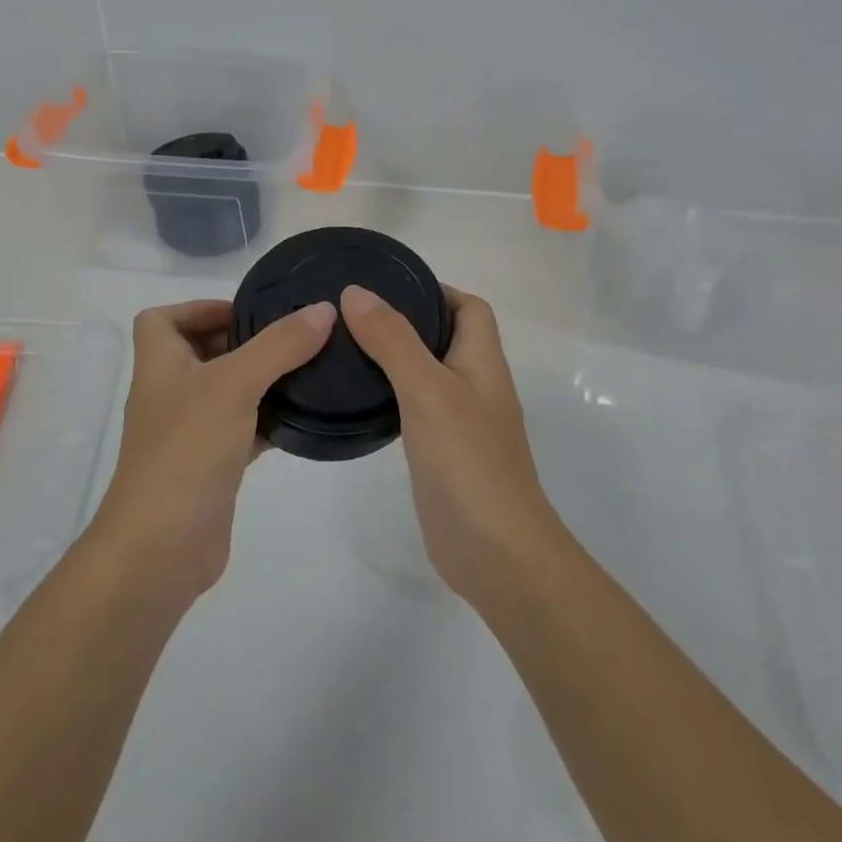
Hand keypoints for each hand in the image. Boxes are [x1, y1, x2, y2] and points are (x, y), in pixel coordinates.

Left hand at [90, 298, 335, 599]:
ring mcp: (190, 432)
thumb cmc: (187, 450)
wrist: (162, 548)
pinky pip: (242, 429)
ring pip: (226, 392)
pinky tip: (302, 418)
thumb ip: (279, 345)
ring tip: (307, 369)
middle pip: (200, 351)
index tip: (247, 312)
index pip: (163, 319)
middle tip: (291, 337)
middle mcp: (170, 393)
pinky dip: (267, 420)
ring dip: (260, 379)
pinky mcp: (211, 466)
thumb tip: (323, 309)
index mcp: (160, 364)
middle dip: (242, 341)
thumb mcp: (234, 385)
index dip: (199, 307)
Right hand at [340, 284, 562, 607]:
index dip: (436, 290)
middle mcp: (476, 386)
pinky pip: (415, 409)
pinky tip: (359, 400)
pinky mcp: (442, 454)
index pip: (469, 308)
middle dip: (404, 321)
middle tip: (351, 316)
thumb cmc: (468, 463)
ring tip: (345, 349)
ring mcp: (460, 423)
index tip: (386, 287)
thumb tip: (356, 292)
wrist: (496, 554)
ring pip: (427, 374)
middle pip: (445, 337)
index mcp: (483, 362)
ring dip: (394, 358)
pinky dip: (391, 395)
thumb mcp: (428, 391)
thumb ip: (393, 341)